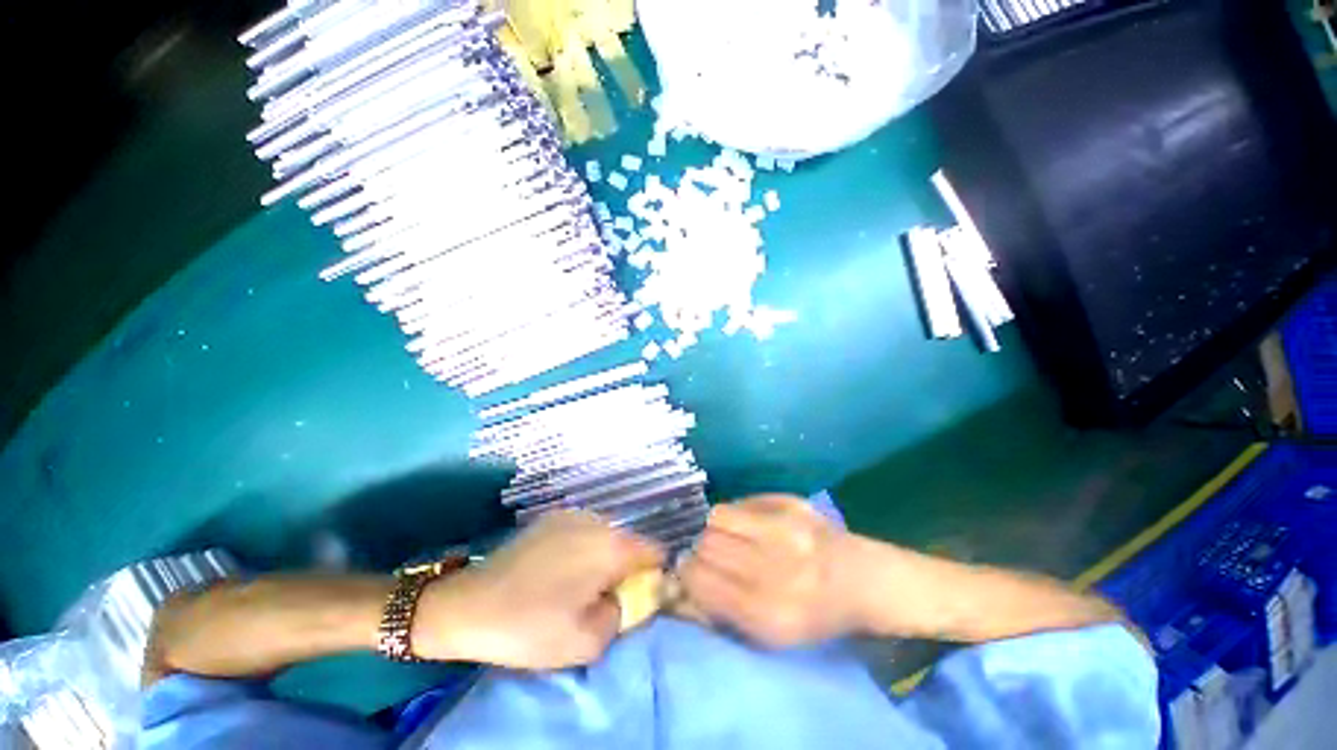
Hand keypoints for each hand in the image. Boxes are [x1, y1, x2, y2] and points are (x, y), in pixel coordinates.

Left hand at [415, 511, 663, 669]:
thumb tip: (632, 596)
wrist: (467, 605)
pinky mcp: (551, 517)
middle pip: (630, 542)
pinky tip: (558, 571)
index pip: (655, 552)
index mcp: (611, 545)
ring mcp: (572, 514)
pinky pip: (583, 531)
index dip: (654, 575)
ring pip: (606, 535)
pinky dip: (583, 548)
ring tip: (578, 585)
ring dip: (603, 557)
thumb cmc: (530, 626)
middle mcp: (597, 520)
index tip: (637, 598)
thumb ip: (623, 615)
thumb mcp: (587, 640)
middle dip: (626, 568)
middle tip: (603, 598)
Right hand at [678, 494, 859, 647]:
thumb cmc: (813, 615)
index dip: (687, 574)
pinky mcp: (791, 503)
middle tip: (711, 555)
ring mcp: (785, 529)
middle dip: (700, 551)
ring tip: (728, 537)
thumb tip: (679, 585)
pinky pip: (740, 502)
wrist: (863, 580)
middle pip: (706, 545)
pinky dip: (735, 514)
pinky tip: (747, 524)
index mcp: (768, 614)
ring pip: (716, 517)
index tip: (689, 572)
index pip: (700, 580)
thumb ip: (720, 612)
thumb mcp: (769, 635)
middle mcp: (775, 568)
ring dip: (714, 529)